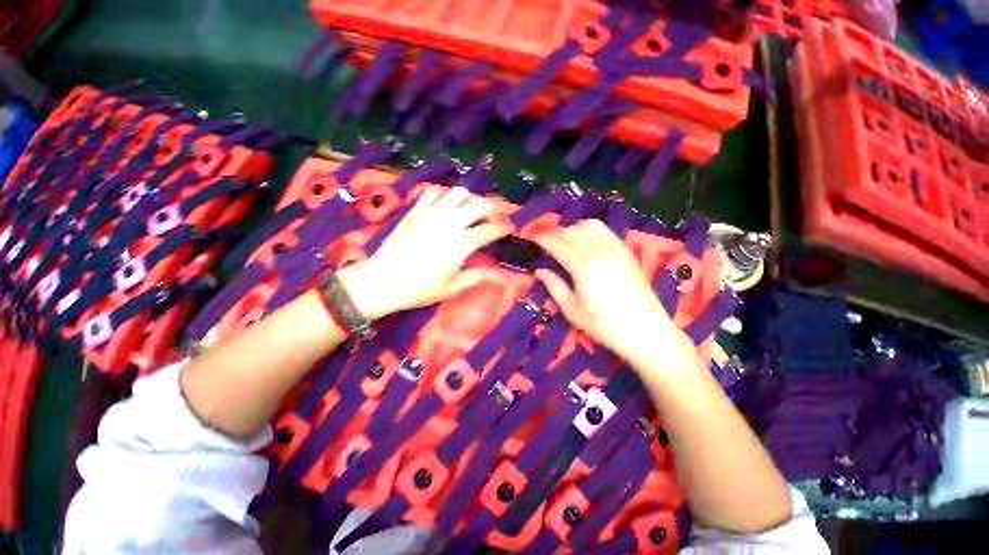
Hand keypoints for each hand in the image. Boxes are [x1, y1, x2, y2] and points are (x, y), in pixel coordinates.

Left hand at [340, 186, 511, 319]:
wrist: (384, 280)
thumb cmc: (421, 288)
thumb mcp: (453, 286)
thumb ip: (477, 276)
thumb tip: (499, 275)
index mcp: (463, 243)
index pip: (491, 229)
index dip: (503, 228)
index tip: (508, 229)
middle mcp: (451, 222)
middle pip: (479, 204)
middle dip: (492, 208)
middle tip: (493, 217)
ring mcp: (432, 212)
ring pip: (459, 193)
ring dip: (470, 199)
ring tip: (470, 209)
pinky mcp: (416, 209)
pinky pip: (434, 192)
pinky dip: (444, 195)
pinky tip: (445, 206)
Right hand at [533, 220, 691, 366]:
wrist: (646, 330)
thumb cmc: (604, 324)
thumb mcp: (572, 309)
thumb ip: (554, 286)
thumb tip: (539, 271)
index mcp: (582, 264)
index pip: (556, 242)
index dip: (542, 238)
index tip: (532, 238)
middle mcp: (598, 249)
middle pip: (571, 231)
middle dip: (555, 234)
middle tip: (545, 245)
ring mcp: (615, 247)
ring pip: (589, 225)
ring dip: (573, 229)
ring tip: (566, 242)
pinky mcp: (626, 251)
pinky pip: (605, 231)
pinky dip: (590, 231)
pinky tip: (587, 244)